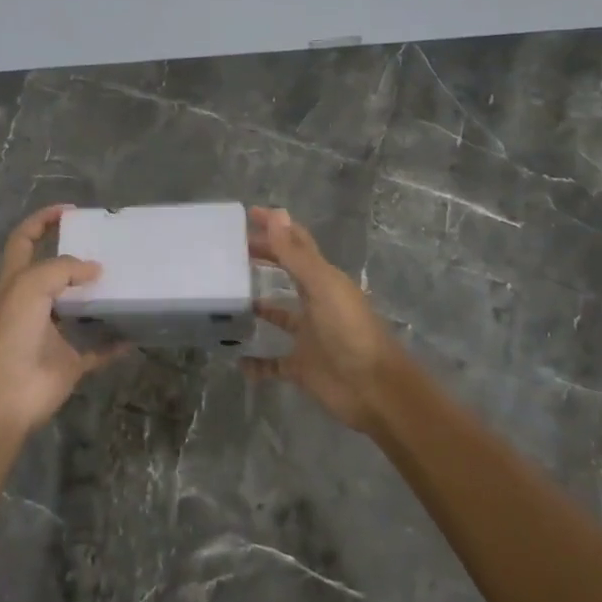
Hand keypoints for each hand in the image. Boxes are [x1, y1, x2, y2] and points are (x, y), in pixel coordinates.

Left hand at [0, 205, 127, 431]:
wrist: (4, 395)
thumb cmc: (11, 333)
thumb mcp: (30, 286)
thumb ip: (63, 269)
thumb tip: (94, 269)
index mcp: (15, 281)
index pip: (24, 240)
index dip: (42, 220)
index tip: (71, 211)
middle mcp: (32, 304)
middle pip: (54, 273)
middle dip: (78, 257)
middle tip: (109, 247)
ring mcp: (50, 335)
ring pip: (78, 309)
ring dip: (99, 297)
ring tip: (127, 280)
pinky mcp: (68, 362)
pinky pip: (97, 349)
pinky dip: (115, 342)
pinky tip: (136, 330)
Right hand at [241, 207, 409, 435]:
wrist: (374, 389)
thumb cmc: (349, 331)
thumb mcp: (321, 286)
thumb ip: (295, 253)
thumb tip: (275, 213)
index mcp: (323, 280)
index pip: (296, 244)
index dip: (275, 227)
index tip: (246, 215)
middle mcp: (315, 302)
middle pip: (286, 273)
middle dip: (263, 259)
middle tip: (230, 252)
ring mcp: (308, 335)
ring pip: (278, 315)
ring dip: (258, 307)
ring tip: (227, 298)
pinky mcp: (301, 366)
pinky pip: (272, 363)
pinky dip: (256, 363)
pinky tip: (235, 359)